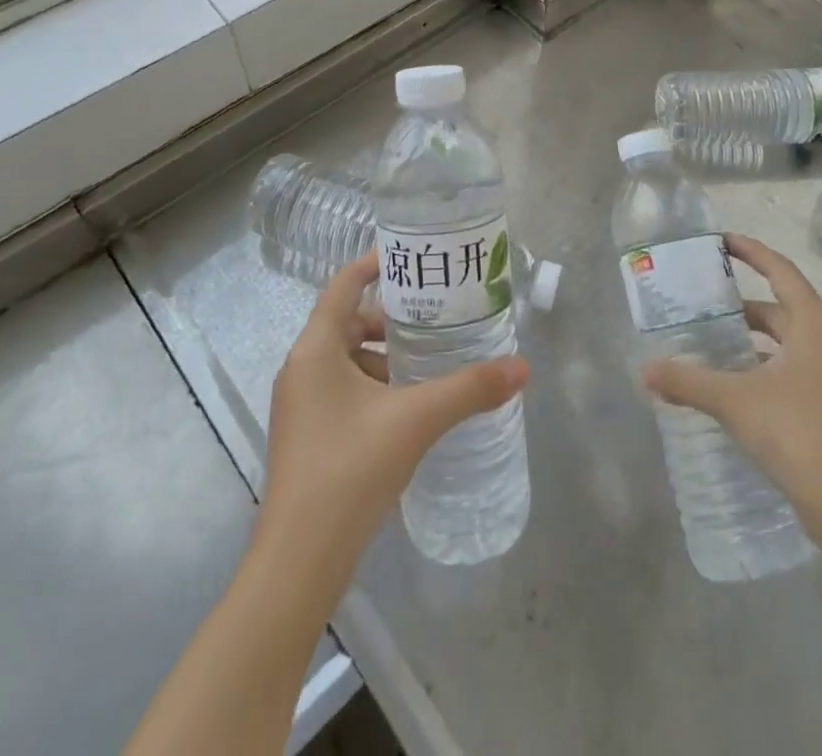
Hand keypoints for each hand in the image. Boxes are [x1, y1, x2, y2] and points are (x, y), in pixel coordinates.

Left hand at [257, 251, 529, 574]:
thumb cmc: (351, 469)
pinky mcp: (306, 437)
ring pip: (345, 360)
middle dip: (390, 319)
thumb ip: (470, 389)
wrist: (299, 561)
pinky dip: (373, 387)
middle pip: (347, 322)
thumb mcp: (417, 420)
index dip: (374, 264)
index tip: (412, 259)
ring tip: (428, 365)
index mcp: (315, 349)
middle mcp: (300, 369)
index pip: (344, 285)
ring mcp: (299, 406)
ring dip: (383, 356)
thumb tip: (522, 368)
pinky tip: (407, 410)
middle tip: (435, 318)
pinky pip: (341, 391)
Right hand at [641, 234, 821, 550]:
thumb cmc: (798, 434)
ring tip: (711, 343)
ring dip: (752, 340)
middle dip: (743, 304)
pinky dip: (762, 368)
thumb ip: (688, 381)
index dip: (752, 252)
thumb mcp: (736, 401)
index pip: (781, 272)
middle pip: (783, 308)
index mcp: (814, 327)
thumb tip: (645, 370)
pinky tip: (734, 386)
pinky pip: (791, 371)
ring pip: (787, 344)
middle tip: (704, 302)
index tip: (722, 241)